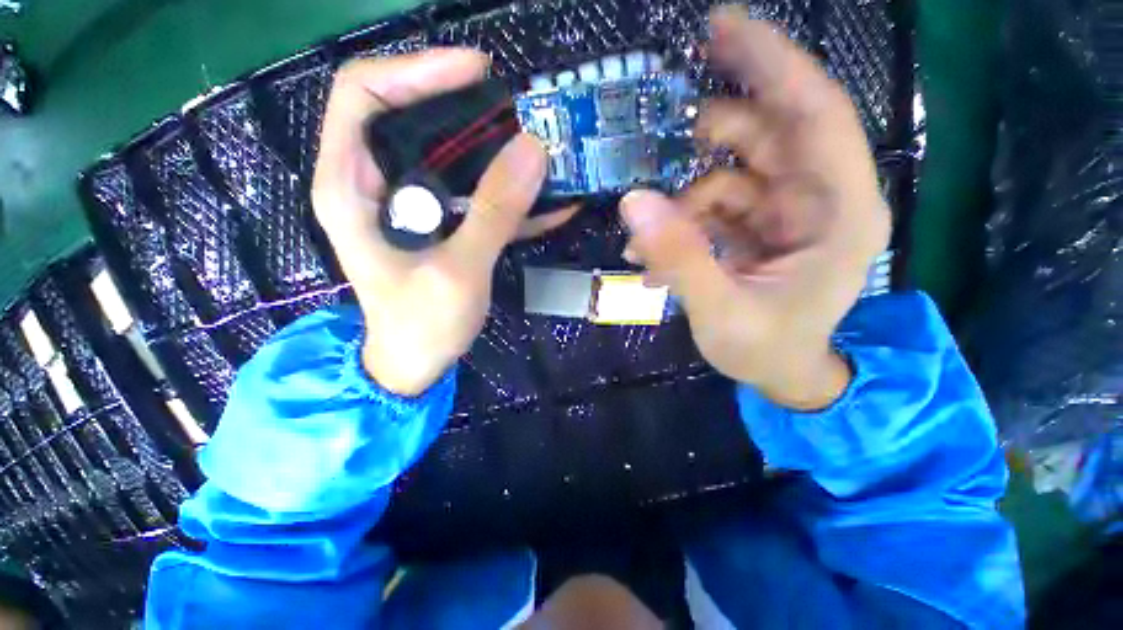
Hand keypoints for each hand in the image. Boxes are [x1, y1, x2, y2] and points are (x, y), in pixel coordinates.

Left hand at [312, 50, 573, 395]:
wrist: (416, 363)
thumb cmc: (422, 326)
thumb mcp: (459, 271)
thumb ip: (495, 213)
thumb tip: (533, 150)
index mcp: (350, 186)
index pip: (365, 94)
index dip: (419, 71)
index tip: (479, 74)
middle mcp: (374, 183)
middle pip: (413, 116)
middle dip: (468, 110)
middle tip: (521, 115)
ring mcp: (410, 203)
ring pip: (450, 154)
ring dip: (496, 152)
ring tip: (542, 153)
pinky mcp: (439, 221)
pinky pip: (472, 193)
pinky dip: (509, 194)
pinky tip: (549, 200)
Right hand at [620, 6, 889, 409]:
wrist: (782, 375)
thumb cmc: (767, 351)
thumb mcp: (723, 312)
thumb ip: (680, 258)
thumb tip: (634, 202)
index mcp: (839, 213)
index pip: (814, 115)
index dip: (772, 65)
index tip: (722, 29)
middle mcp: (819, 200)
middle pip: (771, 133)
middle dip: (719, 118)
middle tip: (668, 109)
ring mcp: (787, 213)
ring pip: (731, 174)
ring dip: (683, 197)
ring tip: (646, 235)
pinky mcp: (759, 228)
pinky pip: (715, 206)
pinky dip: (680, 222)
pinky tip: (654, 254)